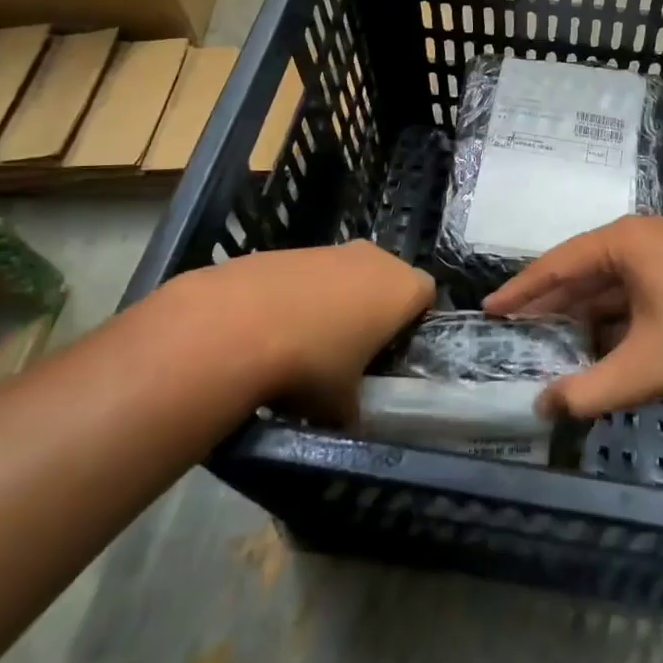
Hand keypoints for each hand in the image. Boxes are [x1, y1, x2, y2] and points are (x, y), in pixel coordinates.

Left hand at [151, 241, 433, 420]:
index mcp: (402, 288)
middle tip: (354, 348)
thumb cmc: (311, 365)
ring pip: (345, 274)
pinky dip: (299, 296)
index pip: (427, 296)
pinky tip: (273, 329)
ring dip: (335, 301)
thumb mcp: (343, 406)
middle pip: (387, 279)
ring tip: (307, 343)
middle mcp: (373, 258)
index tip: (394, 351)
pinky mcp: (288, 249)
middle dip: (374, 308)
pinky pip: (308, 274)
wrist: (235, 326)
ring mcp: (329, 248)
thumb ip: (357, 406)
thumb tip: (348, 414)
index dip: (414, 323)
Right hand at [484, 217, 662, 418]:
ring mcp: (660, 253)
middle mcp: (637, 237)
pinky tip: (593, 346)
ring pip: (604, 284)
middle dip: (548, 304)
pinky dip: (608, 318)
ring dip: (579, 314)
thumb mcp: (644, 369)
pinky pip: (628, 292)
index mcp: (623, 242)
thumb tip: (543, 406)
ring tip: (545, 342)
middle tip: (511, 332)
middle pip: (579, 271)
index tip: (489, 311)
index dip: (521, 291)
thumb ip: (588, 391)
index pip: (557, 264)